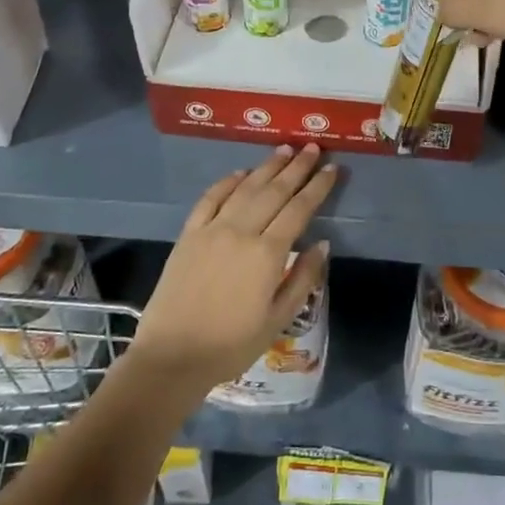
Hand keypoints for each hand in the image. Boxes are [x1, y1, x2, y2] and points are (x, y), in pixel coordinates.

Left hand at [130, 144, 337, 392]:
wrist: (172, 357)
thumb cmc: (232, 345)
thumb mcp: (279, 319)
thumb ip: (304, 278)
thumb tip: (322, 244)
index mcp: (267, 254)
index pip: (299, 209)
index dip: (318, 187)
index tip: (333, 168)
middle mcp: (241, 232)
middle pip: (274, 191)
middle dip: (297, 167)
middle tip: (312, 148)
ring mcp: (211, 230)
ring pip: (245, 188)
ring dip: (266, 167)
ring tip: (284, 149)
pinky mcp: (188, 235)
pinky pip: (210, 199)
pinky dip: (227, 182)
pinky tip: (240, 172)